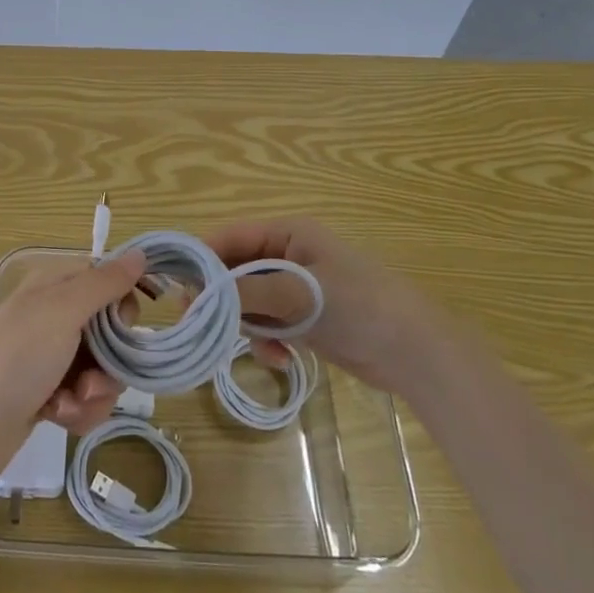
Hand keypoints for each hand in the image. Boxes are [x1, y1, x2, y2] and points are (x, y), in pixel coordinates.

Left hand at [0, 250, 146, 486]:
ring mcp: (50, 358)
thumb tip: (141, 253)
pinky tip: (58, 418)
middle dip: (110, 361)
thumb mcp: (62, 311)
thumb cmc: (16, 358)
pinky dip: (78, 411)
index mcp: (55, 287)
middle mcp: (54, 317)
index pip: (107, 283)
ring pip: (102, 370)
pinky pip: (85, 399)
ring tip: (68, 404)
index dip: (122, 306)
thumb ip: (104, 283)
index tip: (123, 328)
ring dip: (94, 392)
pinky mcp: (48, 396)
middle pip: (110, 332)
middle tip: (92, 377)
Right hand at [205, 217, 434, 394]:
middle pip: (236, 271)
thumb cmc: (358, 307)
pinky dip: (268, 340)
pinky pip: (269, 324)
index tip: (178, 291)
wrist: (415, 352)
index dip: (201, 261)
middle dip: (222, 300)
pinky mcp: (306, 317)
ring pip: (249, 302)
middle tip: (202, 326)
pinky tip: (282, 359)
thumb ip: (246, 293)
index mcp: (288, 234)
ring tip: (262, 347)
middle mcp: (288, 255)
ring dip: (248, 326)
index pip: (229, 237)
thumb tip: (195, 294)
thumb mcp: (298, 295)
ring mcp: (297, 288)